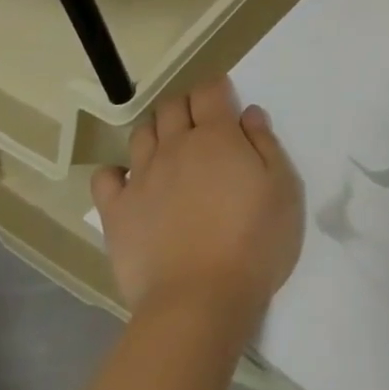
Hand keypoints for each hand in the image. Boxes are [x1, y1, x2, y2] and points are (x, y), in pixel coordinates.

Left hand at [91, 76, 303, 322]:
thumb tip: (248, 114)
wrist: (200, 301)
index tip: (225, 98)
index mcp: (217, 136)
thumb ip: (266, 144)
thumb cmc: (255, 242)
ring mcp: (141, 178)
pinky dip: (116, 172)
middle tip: (201, 123)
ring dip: (156, 132)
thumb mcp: (283, 189)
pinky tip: (129, 182)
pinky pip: (105, 177)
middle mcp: (175, 146)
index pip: (209, 91)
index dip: (217, 88)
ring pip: (141, 134)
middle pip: (172, 107)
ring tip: (169, 149)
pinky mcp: (117, 212)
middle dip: (186, 105)